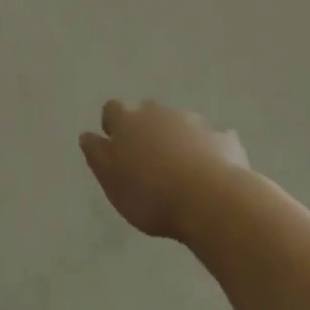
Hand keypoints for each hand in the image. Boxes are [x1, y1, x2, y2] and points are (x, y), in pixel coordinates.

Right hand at [80, 99, 247, 240]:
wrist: (210, 199)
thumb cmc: (150, 194)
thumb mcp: (111, 181)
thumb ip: (97, 155)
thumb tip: (87, 135)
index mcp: (128, 121)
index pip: (112, 109)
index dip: (112, 124)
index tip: (115, 144)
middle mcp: (159, 113)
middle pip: (147, 113)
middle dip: (146, 129)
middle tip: (148, 158)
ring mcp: (194, 123)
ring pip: (180, 124)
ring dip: (177, 139)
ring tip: (180, 170)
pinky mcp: (223, 138)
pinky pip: (212, 140)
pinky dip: (208, 151)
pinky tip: (210, 173)